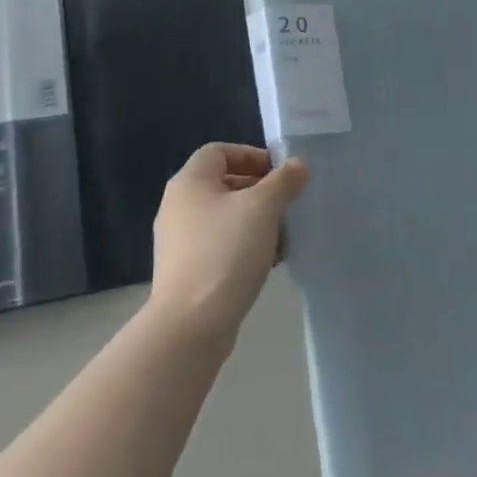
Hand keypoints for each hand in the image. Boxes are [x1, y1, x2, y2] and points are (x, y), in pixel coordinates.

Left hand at [147, 144, 307, 342]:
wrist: (191, 325)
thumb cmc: (226, 252)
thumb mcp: (262, 208)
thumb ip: (283, 181)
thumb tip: (298, 165)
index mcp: (189, 182)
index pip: (220, 151)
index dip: (252, 156)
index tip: (281, 174)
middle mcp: (178, 205)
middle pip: (224, 183)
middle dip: (261, 191)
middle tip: (288, 205)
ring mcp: (179, 240)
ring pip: (225, 217)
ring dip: (257, 221)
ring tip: (283, 237)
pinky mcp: (187, 269)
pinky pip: (220, 244)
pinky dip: (244, 246)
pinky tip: (268, 262)